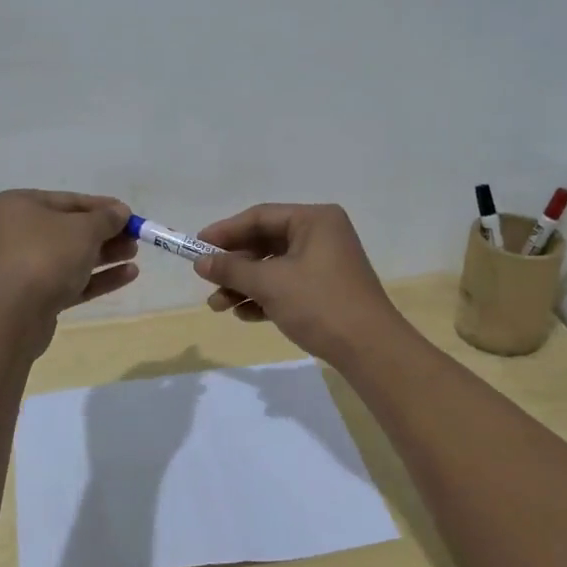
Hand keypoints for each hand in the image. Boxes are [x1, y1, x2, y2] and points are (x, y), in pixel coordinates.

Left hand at [0, 191, 137, 346]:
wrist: (12, 315)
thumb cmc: (45, 256)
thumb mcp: (83, 230)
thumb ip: (106, 218)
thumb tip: (120, 212)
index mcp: (17, 206)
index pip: (67, 200)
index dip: (102, 207)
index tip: (129, 214)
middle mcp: (14, 233)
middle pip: (69, 230)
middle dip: (105, 234)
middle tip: (134, 238)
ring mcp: (21, 267)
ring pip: (70, 257)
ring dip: (104, 255)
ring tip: (134, 255)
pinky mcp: (31, 297)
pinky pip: (68, 281)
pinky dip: (96, 278)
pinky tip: (128, 275)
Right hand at [192, 203, 407, 363]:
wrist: (369, 349)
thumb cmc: (319, 304)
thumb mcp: (270, 283)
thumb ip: (232, 269)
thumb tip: (200, 262)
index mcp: (314, 220)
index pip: (260, 217)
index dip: (225, 231)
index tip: (197, 246)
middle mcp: (321, 235)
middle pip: (266, 243)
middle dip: (234, 265)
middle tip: (206, 281)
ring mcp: (325, 264)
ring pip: (274, 267)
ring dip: (244, 285)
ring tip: (218, 306)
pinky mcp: (325, 290)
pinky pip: (286, 286)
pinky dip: (264, 297)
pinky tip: (244, 315)